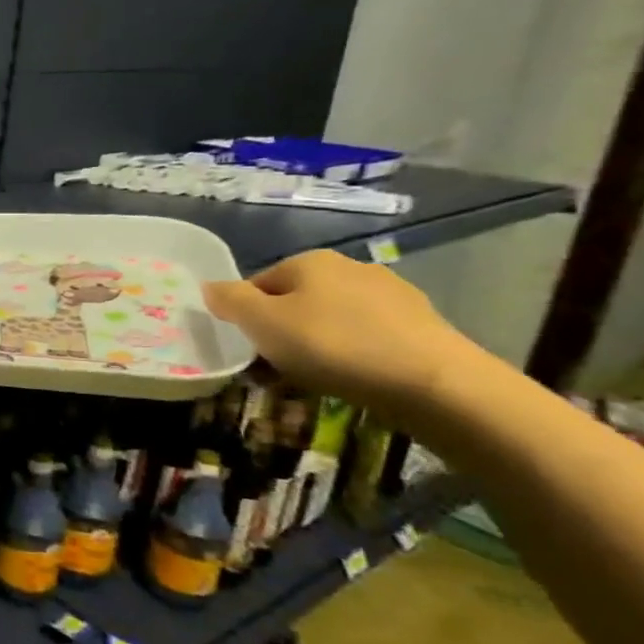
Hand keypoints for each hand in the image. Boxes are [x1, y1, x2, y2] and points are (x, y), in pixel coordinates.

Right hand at [203, 249, 478, 418]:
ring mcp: (392, 295)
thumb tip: (209, 287)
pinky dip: (354, 354)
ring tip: (317, 377)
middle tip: (279, 366)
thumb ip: (229, 301)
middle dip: (284, 330)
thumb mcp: (262, 323)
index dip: (247, 317)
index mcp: (309, 261)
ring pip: (333, 319)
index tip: (250, 348)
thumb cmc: (332, 345)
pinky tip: (355, 378)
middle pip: (297, 301)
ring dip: (319, 343)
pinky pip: (368, 337)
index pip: (258, 284)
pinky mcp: (422, 325)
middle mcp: (351, 268)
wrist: (434, 382)